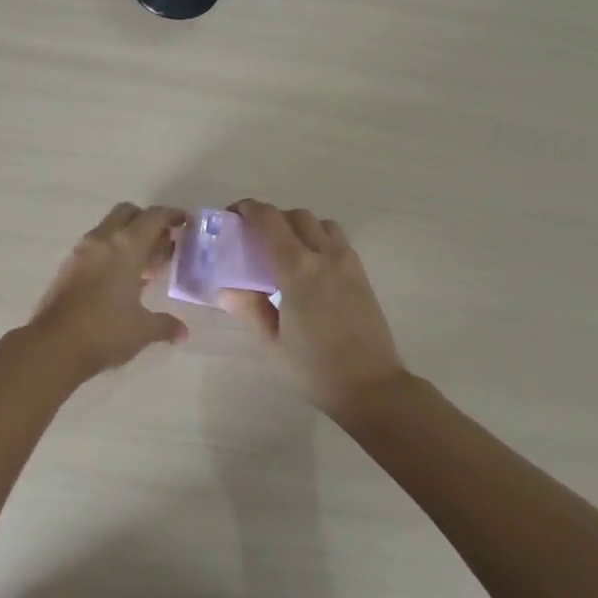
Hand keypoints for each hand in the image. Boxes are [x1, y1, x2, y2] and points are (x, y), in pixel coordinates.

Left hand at [27, 203, 189, 379]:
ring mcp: (81, 251)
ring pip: (109, 228)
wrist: (53, 345)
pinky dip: (111, 250)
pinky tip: (120, 279)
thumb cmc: (105, 332)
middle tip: (163, 242)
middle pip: (128, 213)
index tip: (185, 222)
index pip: (153, 217)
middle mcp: (103, 239)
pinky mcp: (68, 265)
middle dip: (147, 220)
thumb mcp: (142, 330)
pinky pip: (96, 245)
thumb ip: (165, 325)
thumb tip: (182, 332)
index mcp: (126, 246)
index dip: (171, 215)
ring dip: (128, 236)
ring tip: (145, 265)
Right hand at [219, 200, 409, 419]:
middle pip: (296, 216)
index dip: (249, 209)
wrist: (372, 388)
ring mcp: (347, 263)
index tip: (233, 215)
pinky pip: (337, 241)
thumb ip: (249, 308)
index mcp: (297, 268)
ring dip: (299, 226)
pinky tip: (310, 267)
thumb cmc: (315, 368)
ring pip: (321, 224)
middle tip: (255, 237)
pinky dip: (319, 239)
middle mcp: (324, 255)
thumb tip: (225, 290)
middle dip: (272, 217)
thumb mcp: (272, 342)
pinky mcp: (362, 275)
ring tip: (286, 249)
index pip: (269, 220)